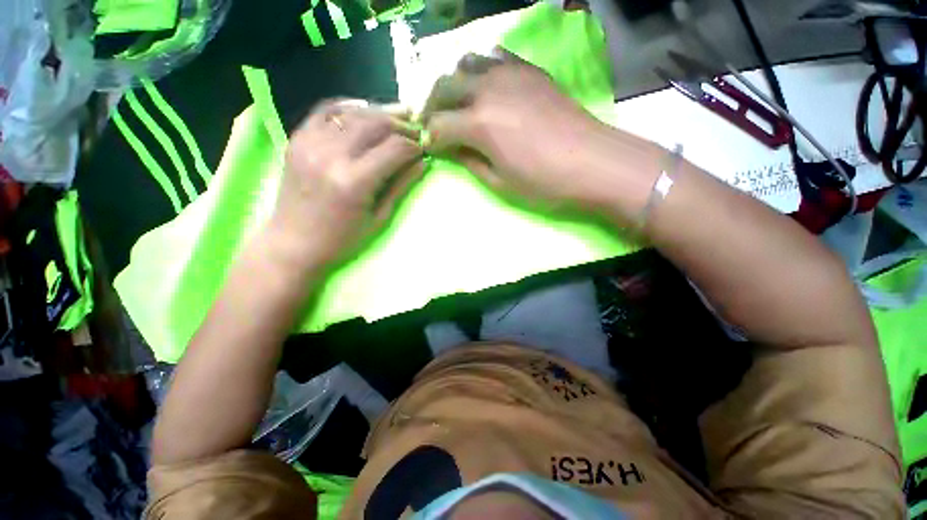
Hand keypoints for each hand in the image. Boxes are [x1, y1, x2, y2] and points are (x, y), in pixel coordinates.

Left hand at [270, 99, 422, 267]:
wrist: (293, 243)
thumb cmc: (342, 240)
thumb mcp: (379, 218)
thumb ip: (400, 186)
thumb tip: (422, 163)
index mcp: (355, 181)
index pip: (394, 148)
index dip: (413, 145)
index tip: (424, 147)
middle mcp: (331, 155)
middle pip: (375, 124)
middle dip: (400, 124)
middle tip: (415, 128)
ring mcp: (309, 143)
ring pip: (352, 113)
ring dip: (378, 114)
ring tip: (396, 117)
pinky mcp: (296, 139)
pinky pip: (325, 110)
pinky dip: (348, 107)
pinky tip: (363, 112)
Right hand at [421, 52, 626, 210]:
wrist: (592, 162)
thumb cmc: (544, 182)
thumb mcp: (500, 183)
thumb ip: (470, 162)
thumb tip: (453, 149)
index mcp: (478, 123)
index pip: (438, 125)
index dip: (430, 138)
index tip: (432, 148)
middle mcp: (488, 89)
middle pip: (444, 87)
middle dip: (431, 106)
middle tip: (433, 123)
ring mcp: (510, 74)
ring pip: (466, 63)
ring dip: (454, 83)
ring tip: (457, 102)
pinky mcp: (529, 70)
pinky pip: (496, 56)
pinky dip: (482, 68)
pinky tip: (486, 84)